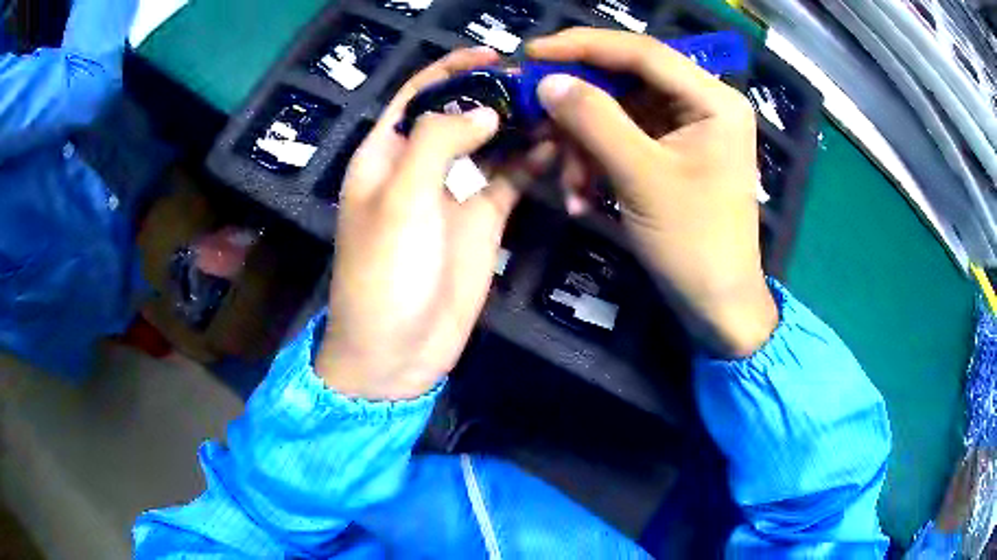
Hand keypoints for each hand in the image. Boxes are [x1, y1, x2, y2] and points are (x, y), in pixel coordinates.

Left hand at [316, 47, 554, 399]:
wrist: (397, 350)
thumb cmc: (385, 272)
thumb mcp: (400, 198)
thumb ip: (438, 141)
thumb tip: (484, 108)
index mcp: (385, 153)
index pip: (418, 94)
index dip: (451, 68)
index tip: (494, 54)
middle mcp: (419, 165)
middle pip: (459, 113)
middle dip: (495, 93)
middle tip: (539, 82)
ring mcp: (454, 193)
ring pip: (489, 144)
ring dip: (518, 125)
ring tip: (556, 108)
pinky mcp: (482, 221)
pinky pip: (509, 180)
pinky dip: (530, 161)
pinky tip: (554, 146)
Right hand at [527, 28, 777, 357]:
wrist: (717, 305)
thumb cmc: (693, 243)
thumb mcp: (641, 177)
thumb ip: (594, 120)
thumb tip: (549, 81)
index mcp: (713, 100)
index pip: (643, 52)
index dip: (584, 46)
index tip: (533, 52)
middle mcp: (704, 104)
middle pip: (629, 80)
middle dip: (580, 104)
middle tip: (537, 116)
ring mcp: (689, 129)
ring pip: (620, 113)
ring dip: (585, 145)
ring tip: (569, 184)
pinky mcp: (674, 153)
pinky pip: (626, 140)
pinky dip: (598, 162)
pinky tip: (583, 197)